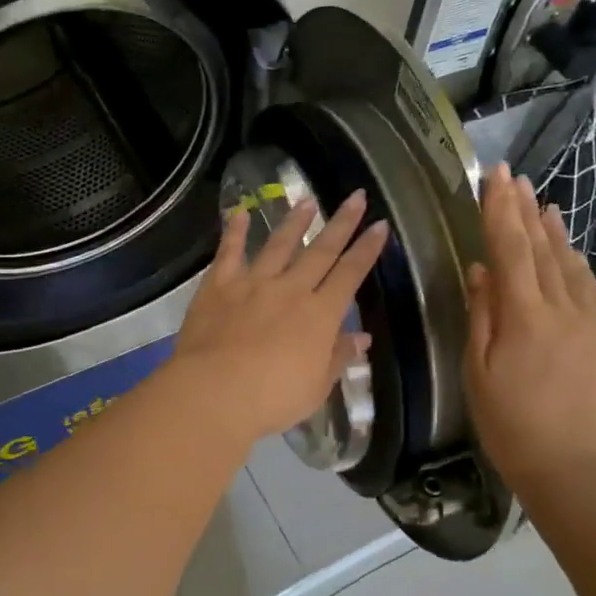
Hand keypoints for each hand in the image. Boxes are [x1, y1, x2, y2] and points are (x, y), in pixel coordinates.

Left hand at [168, 190, 387, 444]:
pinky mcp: (219, 286)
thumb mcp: (316, 387)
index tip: (380, 226)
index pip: (350, 274)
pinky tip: (240, 213)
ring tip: (306, 201)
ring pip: (278, 245)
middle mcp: (291, 289)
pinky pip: (229, 253)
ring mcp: (253, 283)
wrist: (215, 392)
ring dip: (294, 222)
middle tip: (356, 197)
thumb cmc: (273, 398)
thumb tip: (361, 337)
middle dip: (341, 223)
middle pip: (321, 251)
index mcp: (319, 315)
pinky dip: (235, 231)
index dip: (367, 250)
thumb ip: (338, 357)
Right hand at [464, 163, 595, 484]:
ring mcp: (591, 322)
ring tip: (543, 203)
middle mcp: (562, 308)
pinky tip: (572, 253)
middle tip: (515, 178)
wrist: (576, 468)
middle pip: (542, 249)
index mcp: (524, 316)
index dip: (500, 211)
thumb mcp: (479, 373)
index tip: (495, 177)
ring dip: (554, 231)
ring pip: (570, 265)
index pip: (510, 249)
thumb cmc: (512, 425)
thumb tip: (481, 271)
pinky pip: (592, 288)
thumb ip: (482, 317)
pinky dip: (578, 263)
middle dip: (525, 210)